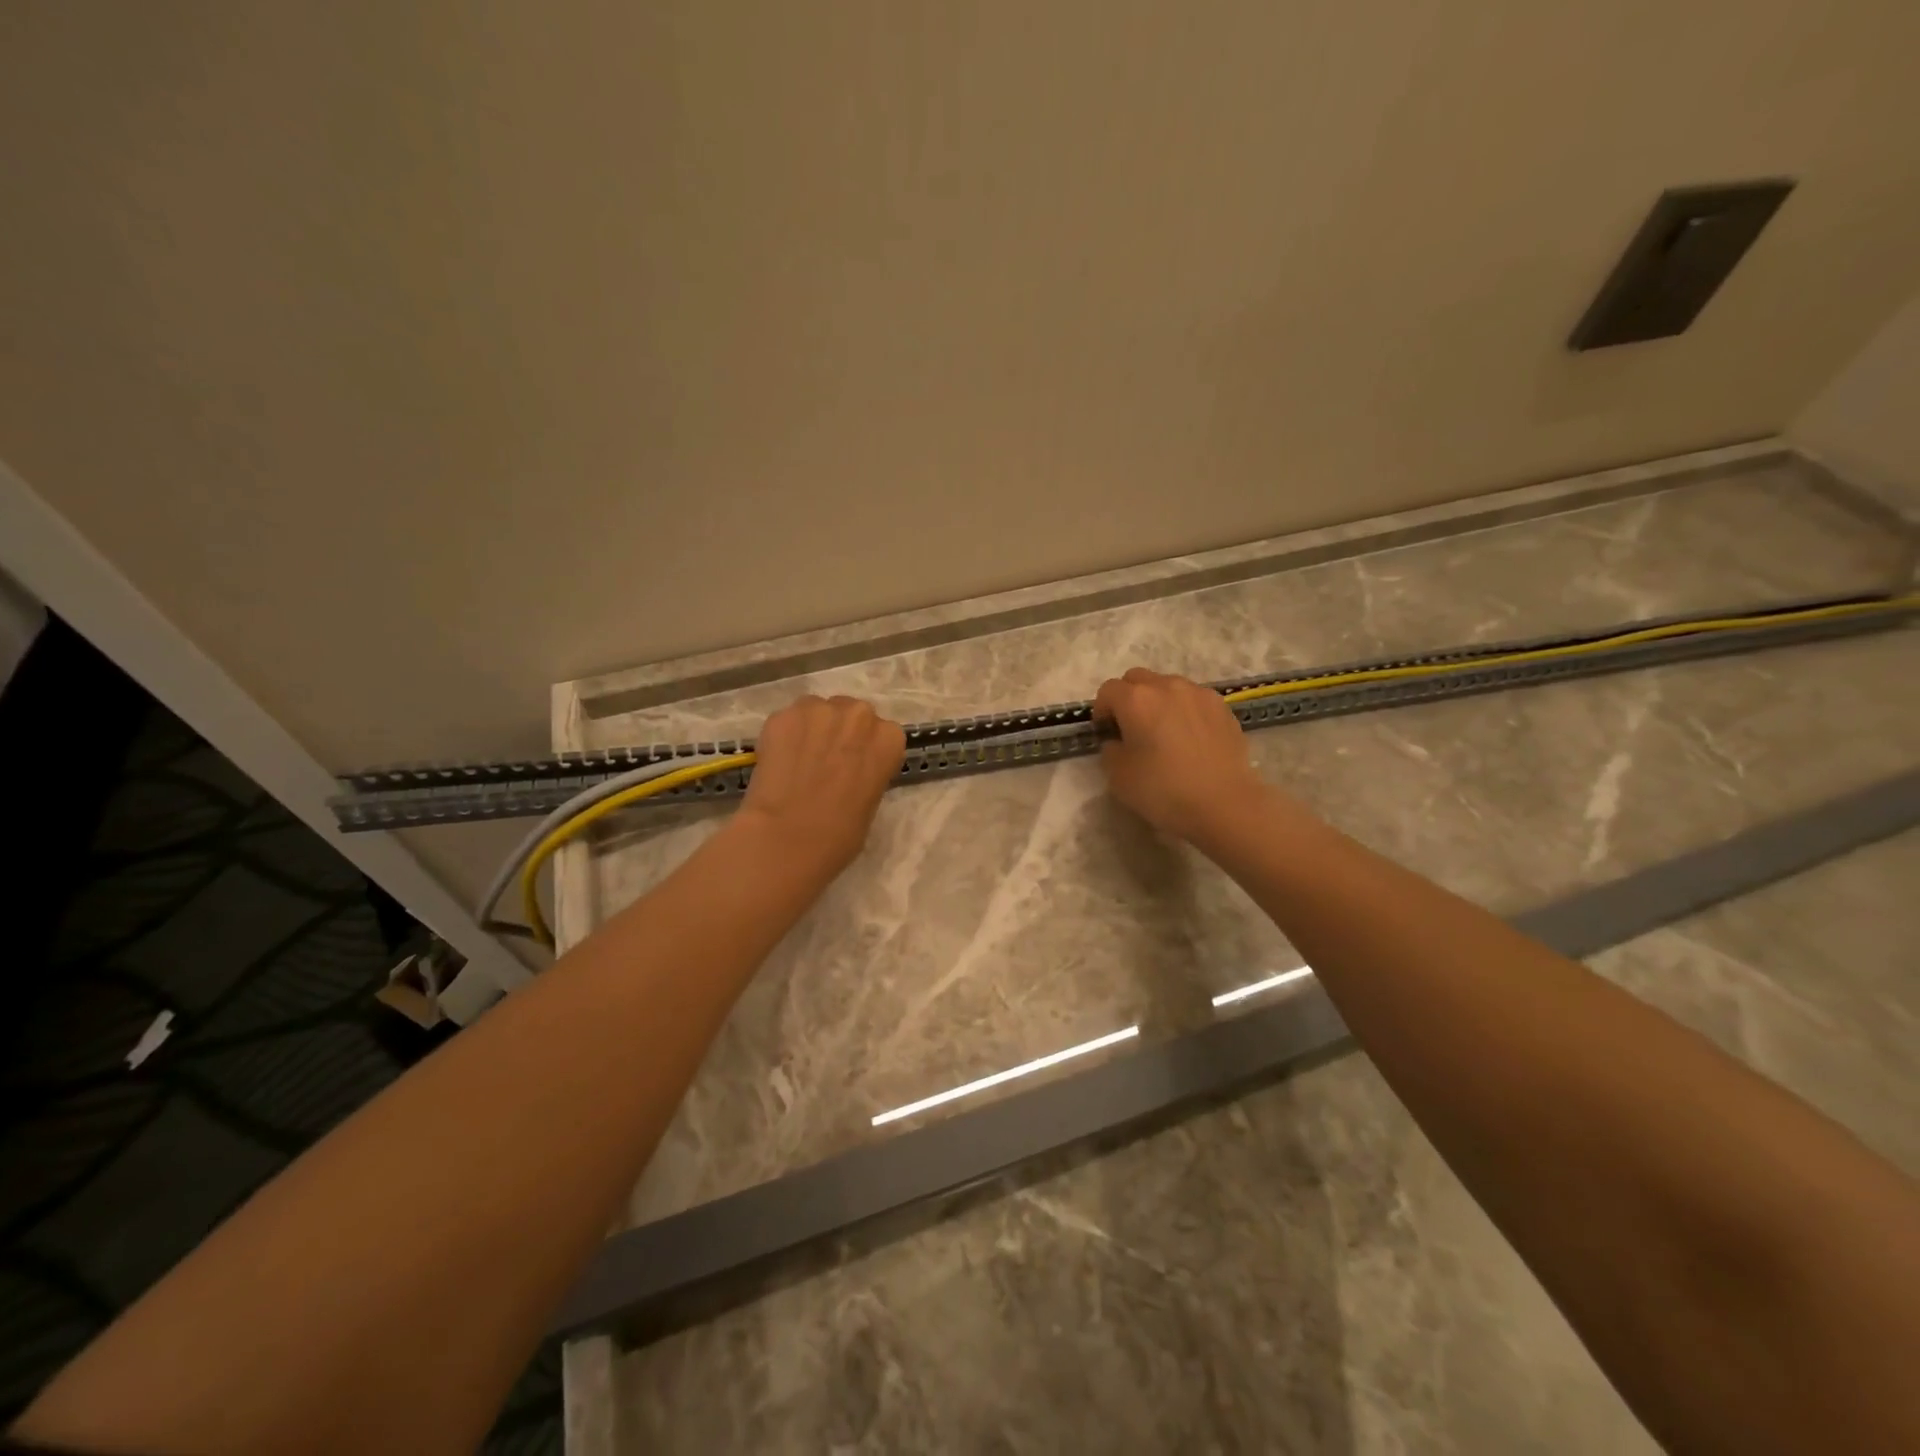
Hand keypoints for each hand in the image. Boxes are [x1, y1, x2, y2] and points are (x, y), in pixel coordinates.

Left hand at [740, 695, 906, 875]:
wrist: (787, 838)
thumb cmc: (840, 835)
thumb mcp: (871, 801)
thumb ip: (867, 772)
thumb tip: (849, 770)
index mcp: (888, 738)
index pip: (883, 733)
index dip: (865, 749)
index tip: (854, 766)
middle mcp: (858, 714)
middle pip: (852, 713)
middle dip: (840, 732)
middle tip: (826, 761)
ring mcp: (818, 710)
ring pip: (817, 711)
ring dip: (812, 729)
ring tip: (798, 760)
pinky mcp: (782, 715)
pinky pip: (788, 720)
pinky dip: (784, 736)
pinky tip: (777, 762)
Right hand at [1092, 668, 1269, 844]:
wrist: (1224, 804)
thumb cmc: (1163, 790)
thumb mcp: (1118, 776)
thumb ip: (1110, 749)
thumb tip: (1118, 741)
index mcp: (1136, 700)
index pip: (1107, 691)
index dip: (1102, 711)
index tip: (1107, 734)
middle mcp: (1166, 686)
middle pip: (1137, 679)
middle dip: (1128, 698)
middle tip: (1132, 728)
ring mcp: (1198, 693)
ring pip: (1167, 686)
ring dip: (1158, 701)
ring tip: (1164, 732)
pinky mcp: (1222, 707)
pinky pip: (1193, 699)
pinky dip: (1184, 710)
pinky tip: (1191, 738)